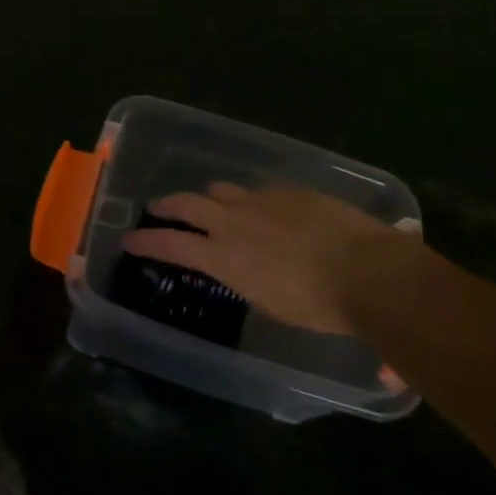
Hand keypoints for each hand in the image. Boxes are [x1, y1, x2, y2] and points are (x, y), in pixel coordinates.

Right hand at [120, 183, 426, 333]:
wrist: (367, 269)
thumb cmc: (319, 305)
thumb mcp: (272, 304)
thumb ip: (248, 283)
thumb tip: (246, 274)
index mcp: (224, 256)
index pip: (171, 244)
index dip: (146, 241)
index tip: (128, 239)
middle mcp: (234, 220)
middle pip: (187, 203)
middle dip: (168, 206)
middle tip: (158, 209)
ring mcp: (261, 199)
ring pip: (222, 190)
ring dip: (211, 199)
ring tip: (215, 207)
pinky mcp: (290, 189)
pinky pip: (260, 191)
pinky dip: (253, 202)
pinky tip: (269, 213)